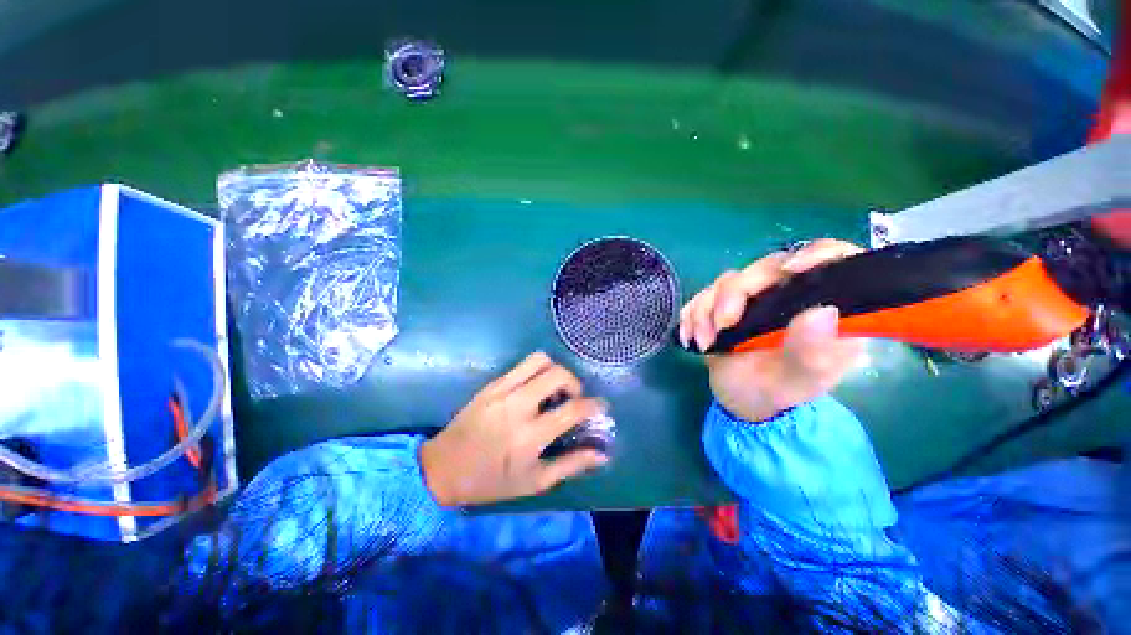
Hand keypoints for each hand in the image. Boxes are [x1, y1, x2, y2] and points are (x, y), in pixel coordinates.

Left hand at [420, 352, 609, 506]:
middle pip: (557, 374)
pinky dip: (536, 372)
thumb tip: (602, 455)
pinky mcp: (492, 384)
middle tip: (573, 398)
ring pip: (539, 360)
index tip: (600, 407)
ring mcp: (502, 390)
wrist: (443, 468)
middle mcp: (518, 406)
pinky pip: (521, 365)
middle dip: (575, 382)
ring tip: (554, 389)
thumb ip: (571, 465)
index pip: (572, 409)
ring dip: (555, 370)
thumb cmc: (491, 481)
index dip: (593, 405)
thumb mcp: (534, 482)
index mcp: (530, 436)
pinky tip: (534, 390)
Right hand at [679, 239, 865, 421]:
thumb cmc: (778, 392)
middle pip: (765, 268)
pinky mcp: (721, 305)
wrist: (741, 402)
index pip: (833, 260)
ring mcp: (751, 299)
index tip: (792, 270)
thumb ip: (814, 351)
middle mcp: (787, 295)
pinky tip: (691, 339)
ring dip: (707, 310)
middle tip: (723, 325)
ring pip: (727, 281)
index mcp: (822, 306)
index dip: (818, 254)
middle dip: (735, 294)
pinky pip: (701, 297)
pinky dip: (691, 316)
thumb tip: (823, 311)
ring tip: (705, 343)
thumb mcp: (801, 382)